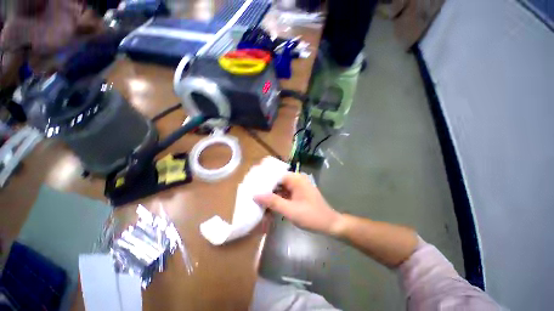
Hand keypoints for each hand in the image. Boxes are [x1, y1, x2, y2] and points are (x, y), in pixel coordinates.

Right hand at [254, 173, 342, 235]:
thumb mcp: (291, 210)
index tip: (251, 186)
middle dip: (266, 189)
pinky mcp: (297, 194)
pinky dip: (277, 199)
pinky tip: (268, 206)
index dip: (263, 180)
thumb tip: (255, 195)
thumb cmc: (312, 216)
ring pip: (279, 188)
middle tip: (252, 194)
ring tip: (257, 200)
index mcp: (296, 179)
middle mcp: (296, 180)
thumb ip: (273, 202)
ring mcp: (297, 187)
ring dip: (270, 195)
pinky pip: (284, 194)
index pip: (275, 175)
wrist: (330, 224)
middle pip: (277, 181)